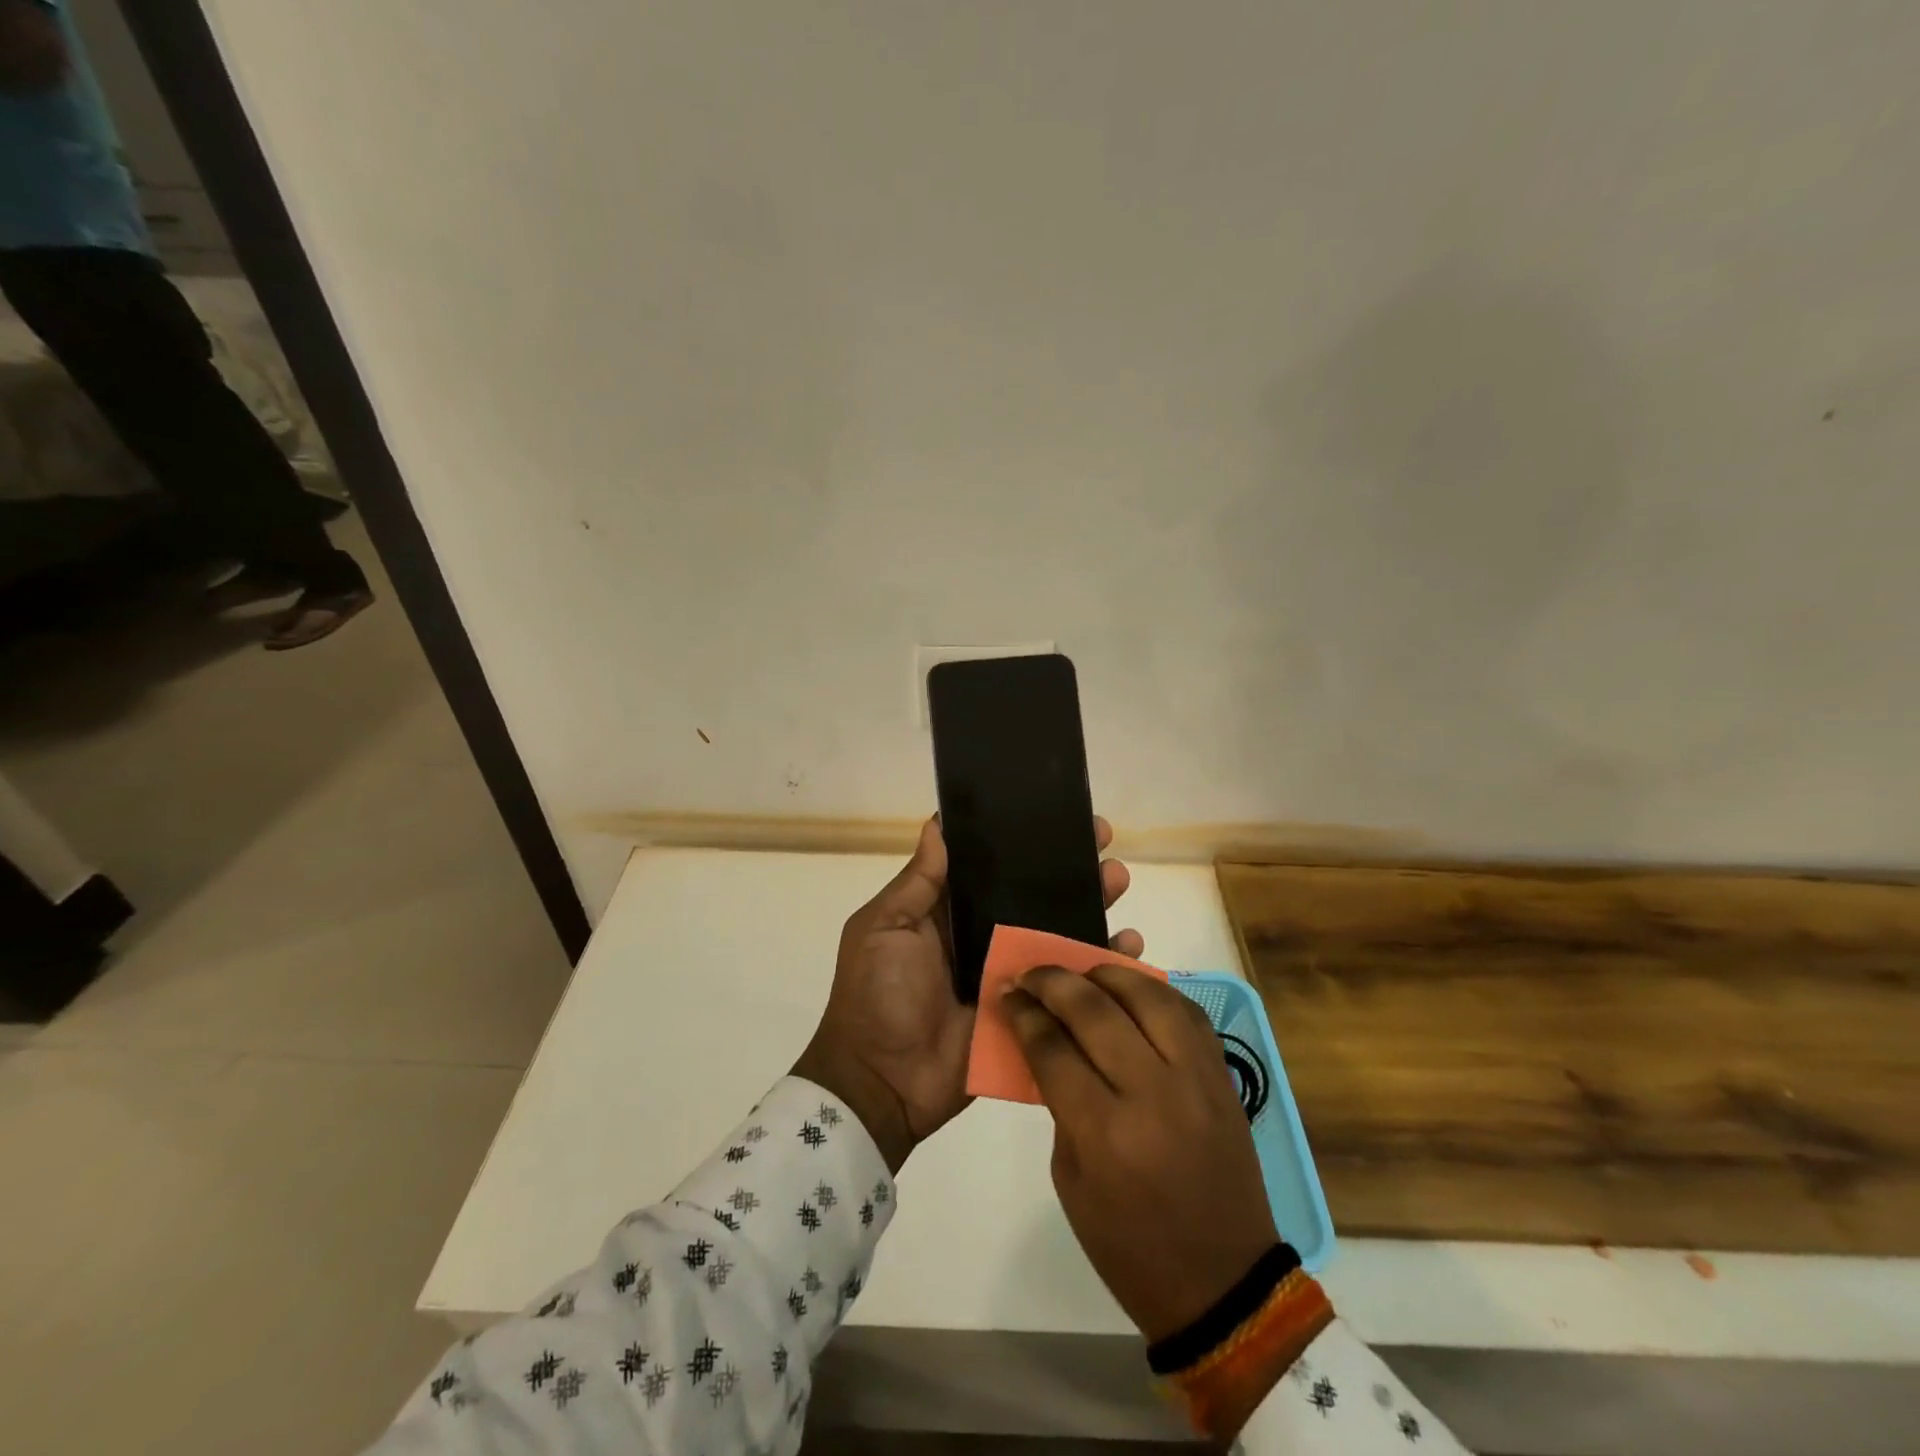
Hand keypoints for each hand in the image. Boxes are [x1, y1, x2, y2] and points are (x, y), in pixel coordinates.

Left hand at [793, 815, 1142, 1171]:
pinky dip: (1101, 964)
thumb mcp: (884, 928)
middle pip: (1036, 894)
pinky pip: (1071, 984)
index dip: (1023, 841)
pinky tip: (1129, 944)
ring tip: (1118, 881)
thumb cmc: (877, 994)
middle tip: (1101, 840)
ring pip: (1060, 931)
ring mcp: (1013, 974)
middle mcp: (987, 935)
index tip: (1056, 814)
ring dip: (1092, 904)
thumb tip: (938, 823)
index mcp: (951, 912)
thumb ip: (918, 881)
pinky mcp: (1033, 1012)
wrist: (884, 1082)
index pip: (994, 866)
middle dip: (1068, 866)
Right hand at [1005, 964, 1276, 1341]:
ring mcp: (1195, 1079)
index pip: (1052, 1048)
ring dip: (1108, 973)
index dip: (1024, 1013)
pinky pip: (1188, 1012)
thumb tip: (1049, 1043)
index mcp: (1105, 1133)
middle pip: (1095, 1010)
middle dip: (1054, 982)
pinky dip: (1156, 992)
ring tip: (1084, 972)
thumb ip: (1060, 1104)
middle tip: (1033, 974)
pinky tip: (1133, 992)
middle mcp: (1152, 1093)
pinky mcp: (1223, 1076)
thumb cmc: (1131, 1246)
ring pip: (1148, 995)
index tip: (1008, 993)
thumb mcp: (1070, 1181)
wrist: (1223, 1282)